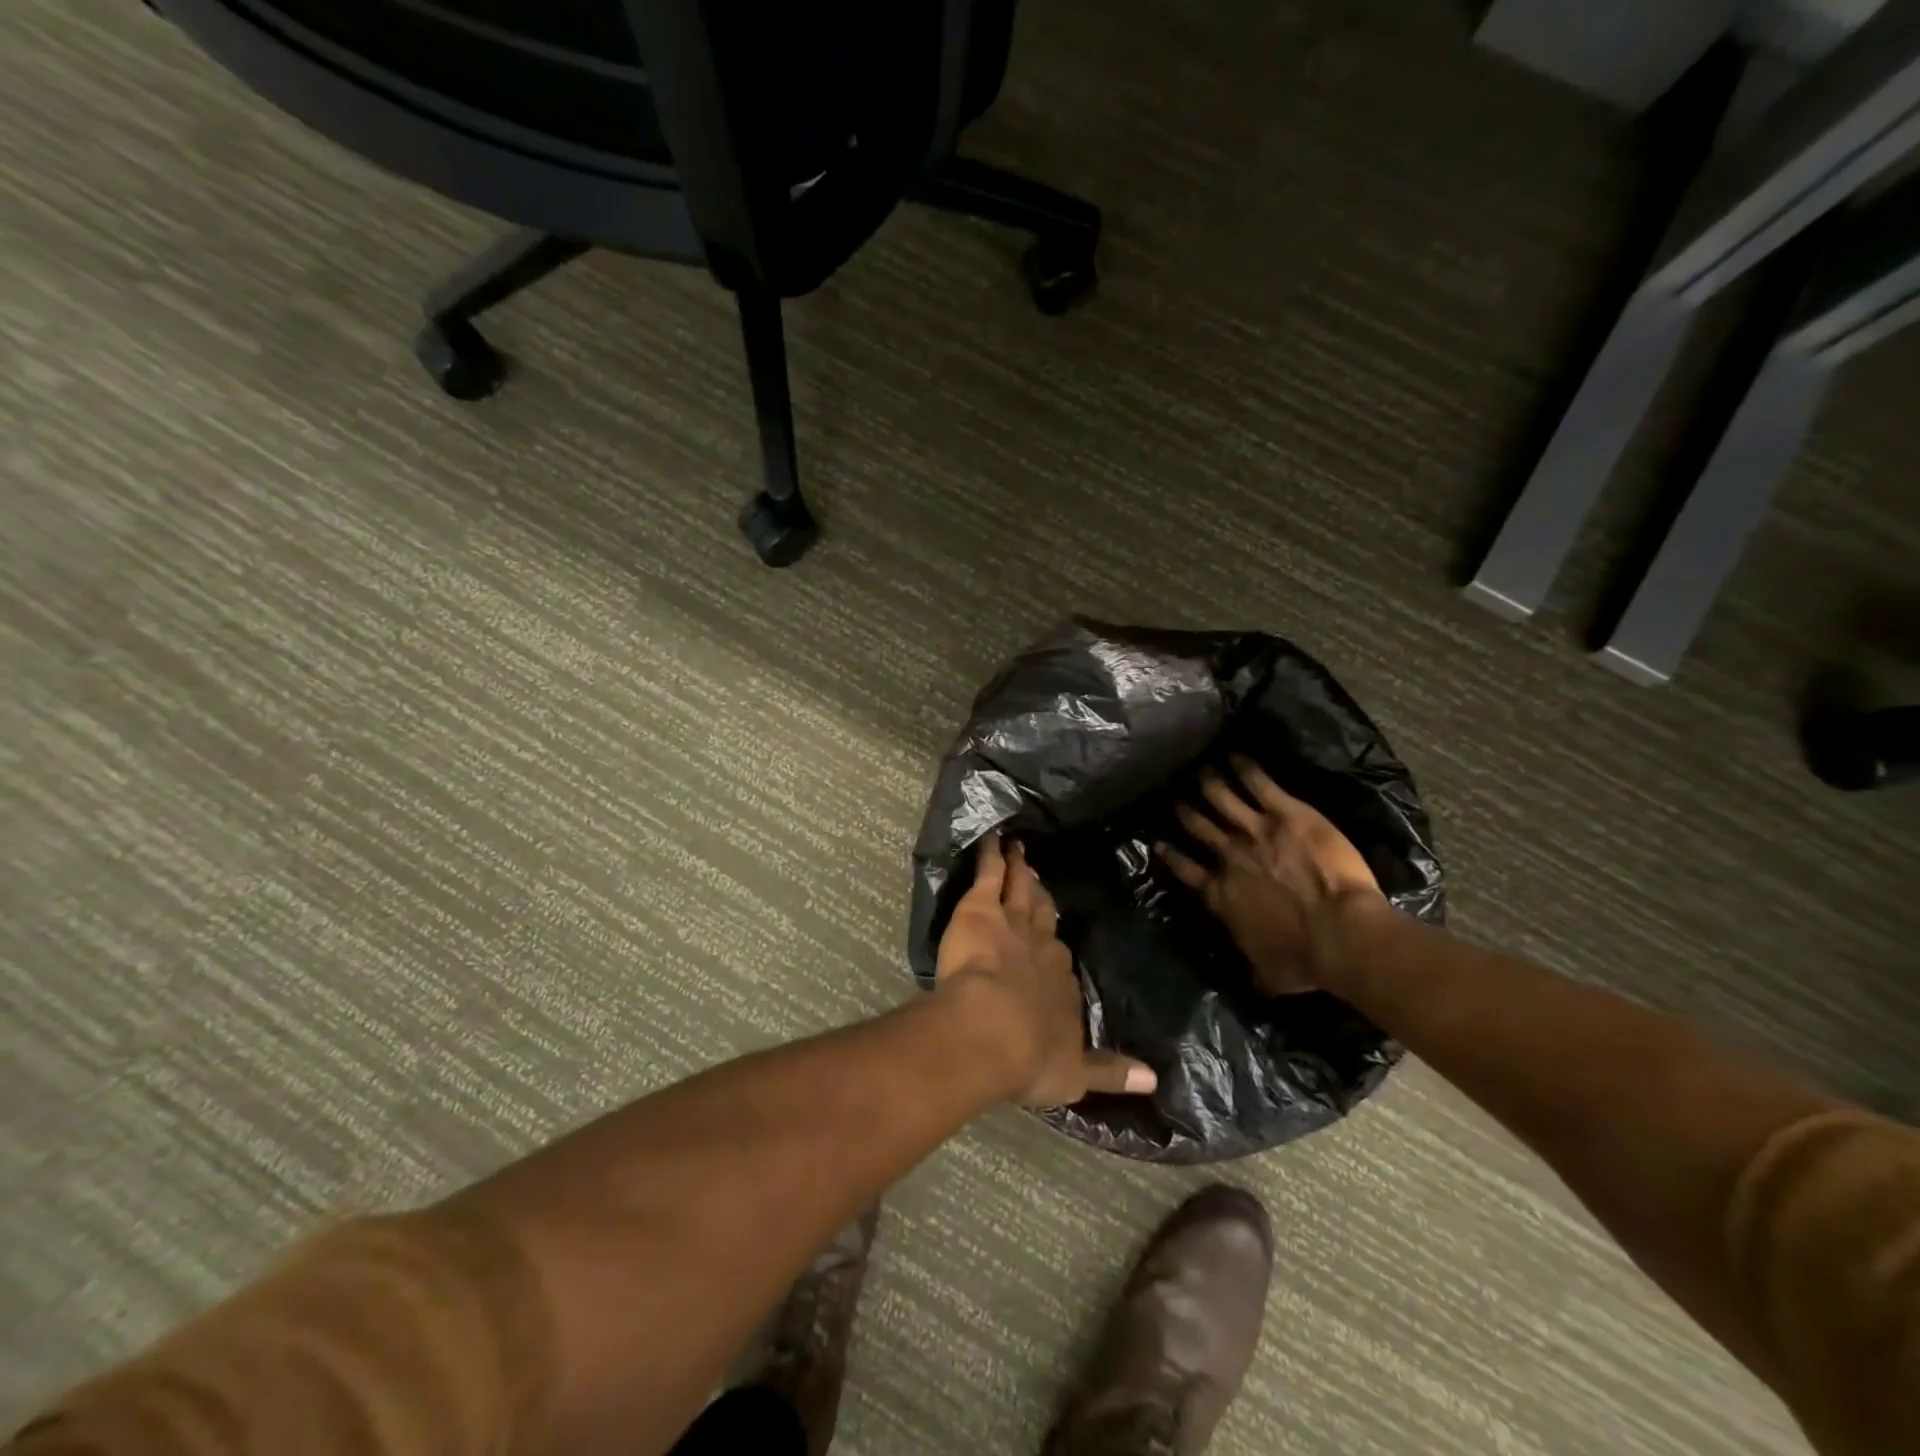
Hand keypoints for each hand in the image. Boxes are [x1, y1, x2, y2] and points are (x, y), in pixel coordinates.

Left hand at [936, 834, 1157, 1106]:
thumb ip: (1112, 1073)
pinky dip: (991, 856)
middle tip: (1040, 882)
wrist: (992, 1031)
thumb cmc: (1029, 1058)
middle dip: (1042, 902)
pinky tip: (993, 838)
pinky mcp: (983, 908)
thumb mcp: (1075, 1076)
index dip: (1053, 953)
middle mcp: (1043, 948)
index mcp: (1061, 985)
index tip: (1052, 942)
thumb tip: (1156, 1080)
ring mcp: (1013, 923)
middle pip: (1044, 919)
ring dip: (1020, 872)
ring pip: (1020, 891)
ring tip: (1019, 851)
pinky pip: (989, 874)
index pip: (1060, 963)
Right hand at [1157, 756, 1384, 995]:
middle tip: (1176, 796)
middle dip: (1185, 809)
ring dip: (1209, 782)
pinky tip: (1236, 755)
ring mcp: (1255, 830)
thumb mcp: (1267, 974)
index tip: (1160, 841)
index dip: (1171, 853)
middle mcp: (1229, 856)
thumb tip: (1252, 981)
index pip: (1185, 868)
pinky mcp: (1286, 813)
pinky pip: (1258, 783)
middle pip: (1198, 826)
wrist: (1341, 934)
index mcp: (1220, 893)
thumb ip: (1251, 967)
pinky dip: (1244, 768)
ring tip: (1201, 769)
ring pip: (1221, 798)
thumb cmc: (1305, 959)